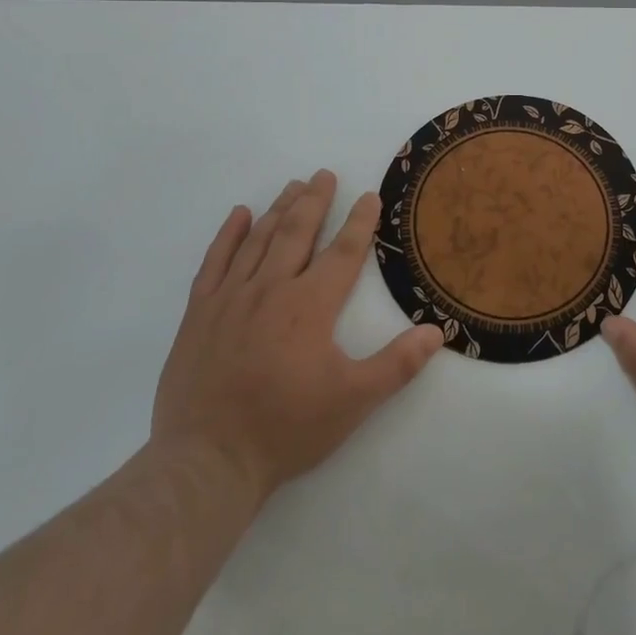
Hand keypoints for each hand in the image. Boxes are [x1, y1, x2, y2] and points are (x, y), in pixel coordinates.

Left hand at [151, 170, 443, 506]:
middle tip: (324, 174)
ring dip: (278, 209)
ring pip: (258, 240)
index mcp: (310, 306)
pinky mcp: (199, 313)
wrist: (207, 460)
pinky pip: (213, 262)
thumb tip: (436, 331)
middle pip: (297, 233)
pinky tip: (238, 215)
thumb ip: (397, 364)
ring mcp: (230, 298)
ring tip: (293, 185)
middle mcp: (271, 289)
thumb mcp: (353, 401)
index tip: (369, 195)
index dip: (360, 222)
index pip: (343, 252)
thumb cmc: (286, 428)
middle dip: (315, 201)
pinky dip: (227, 235)